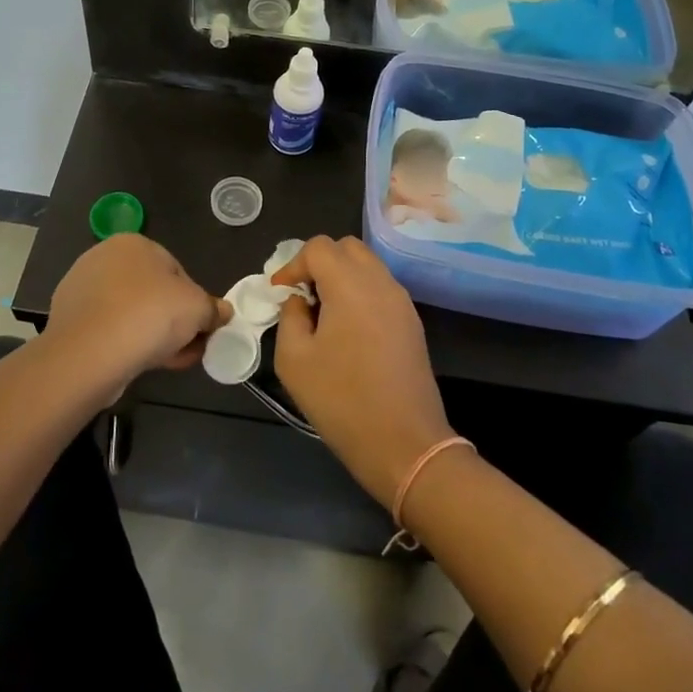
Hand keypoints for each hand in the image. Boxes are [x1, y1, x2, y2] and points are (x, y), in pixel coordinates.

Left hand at [46, 235, 229, 385]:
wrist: (88, 354)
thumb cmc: (149, 315)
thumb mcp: (198, 309)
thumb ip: (213, 309)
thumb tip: (223, 312)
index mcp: (133, 243)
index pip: (175, 270)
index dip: (193, 301)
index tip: (201, 327)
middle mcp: (103, 258)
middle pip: (152, 292)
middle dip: (173, 320)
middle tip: (188, 347)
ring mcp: (81, 289)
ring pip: (130, 313)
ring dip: (152, 334)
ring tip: (168, 361)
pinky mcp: (68, 321)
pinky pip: (108, 330)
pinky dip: (125, 344)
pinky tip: (137, 364)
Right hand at [270, 237, 452, 505]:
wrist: (405, 444)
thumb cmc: (342, 401)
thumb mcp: (294, 360)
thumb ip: (290, 317)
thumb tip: (299, 301)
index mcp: (350, 285)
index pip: (319, 247)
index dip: (294, 264)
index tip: (280, 292)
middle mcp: (380, 282)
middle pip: (347, 248)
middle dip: (319, 262)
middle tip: (302, 295)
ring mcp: (401, 301)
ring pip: (368, 265)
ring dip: (341, 276)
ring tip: (323, 312)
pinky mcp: (412, 322)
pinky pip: (381, 288)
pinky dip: (360, 292)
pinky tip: (347, 328)